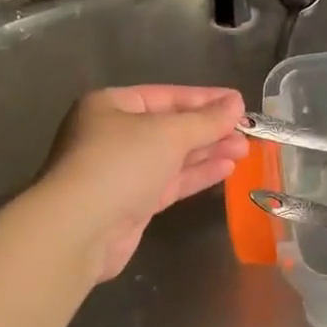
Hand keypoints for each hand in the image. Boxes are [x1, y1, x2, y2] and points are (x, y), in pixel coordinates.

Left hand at [39, 85, 249, 281]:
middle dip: (209, 129)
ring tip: (244, 150)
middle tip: (247, 131)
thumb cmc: (120, 164)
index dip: (204, 99)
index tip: (239, 103)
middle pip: (170, 127)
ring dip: (207, 152)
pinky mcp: (131, 204)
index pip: (166, 96)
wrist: (78, 230)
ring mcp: (121, 171)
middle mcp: (113, 135)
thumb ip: (205, 120)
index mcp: (111, 106)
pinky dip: (196, 174)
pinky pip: (170, 182)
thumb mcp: (168, 134)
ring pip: (172, 156)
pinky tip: (226, 169)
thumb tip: (236, 103)